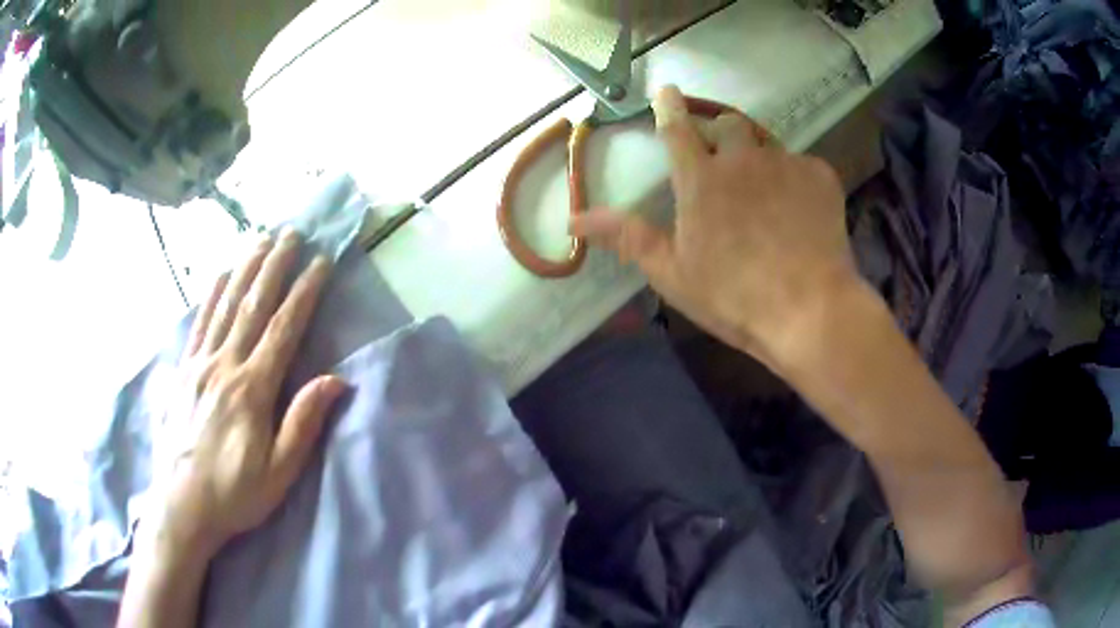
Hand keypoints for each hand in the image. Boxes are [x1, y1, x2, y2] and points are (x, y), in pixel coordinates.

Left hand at [150, 228, 344, 556]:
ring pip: (225, 305)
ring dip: (244, 269)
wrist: (181, 505)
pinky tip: (220, 274)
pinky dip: (211, 293)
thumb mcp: (279, 472)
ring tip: (259, 240)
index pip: (283, 329)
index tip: (320, 262)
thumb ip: (303, 422)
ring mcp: (199, 365)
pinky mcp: (182, 371)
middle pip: (253, 305)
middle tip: (291, 233)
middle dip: (274, 266)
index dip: (303, 293)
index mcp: (252, 391)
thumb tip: (335, 380)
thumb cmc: (235, 493)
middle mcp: (224, 366)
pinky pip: (198, 323)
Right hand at [571, 85, 859, 369]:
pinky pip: (802, 164)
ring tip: (763, 190)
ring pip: (766, 142)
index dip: (669, 107)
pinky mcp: (820, 177)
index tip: (667, 91)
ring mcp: (785, 164)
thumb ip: (626, 237)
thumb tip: (574, 220)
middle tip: (723, 160)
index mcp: (701, 180)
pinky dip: (795, 180)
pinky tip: (799, 211)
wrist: (810, 312)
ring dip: (757, 156)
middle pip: (727, 124)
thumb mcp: (672, 273)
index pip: (677, 129)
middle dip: (720, 134)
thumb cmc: (734, 297)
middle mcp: (742, 159)